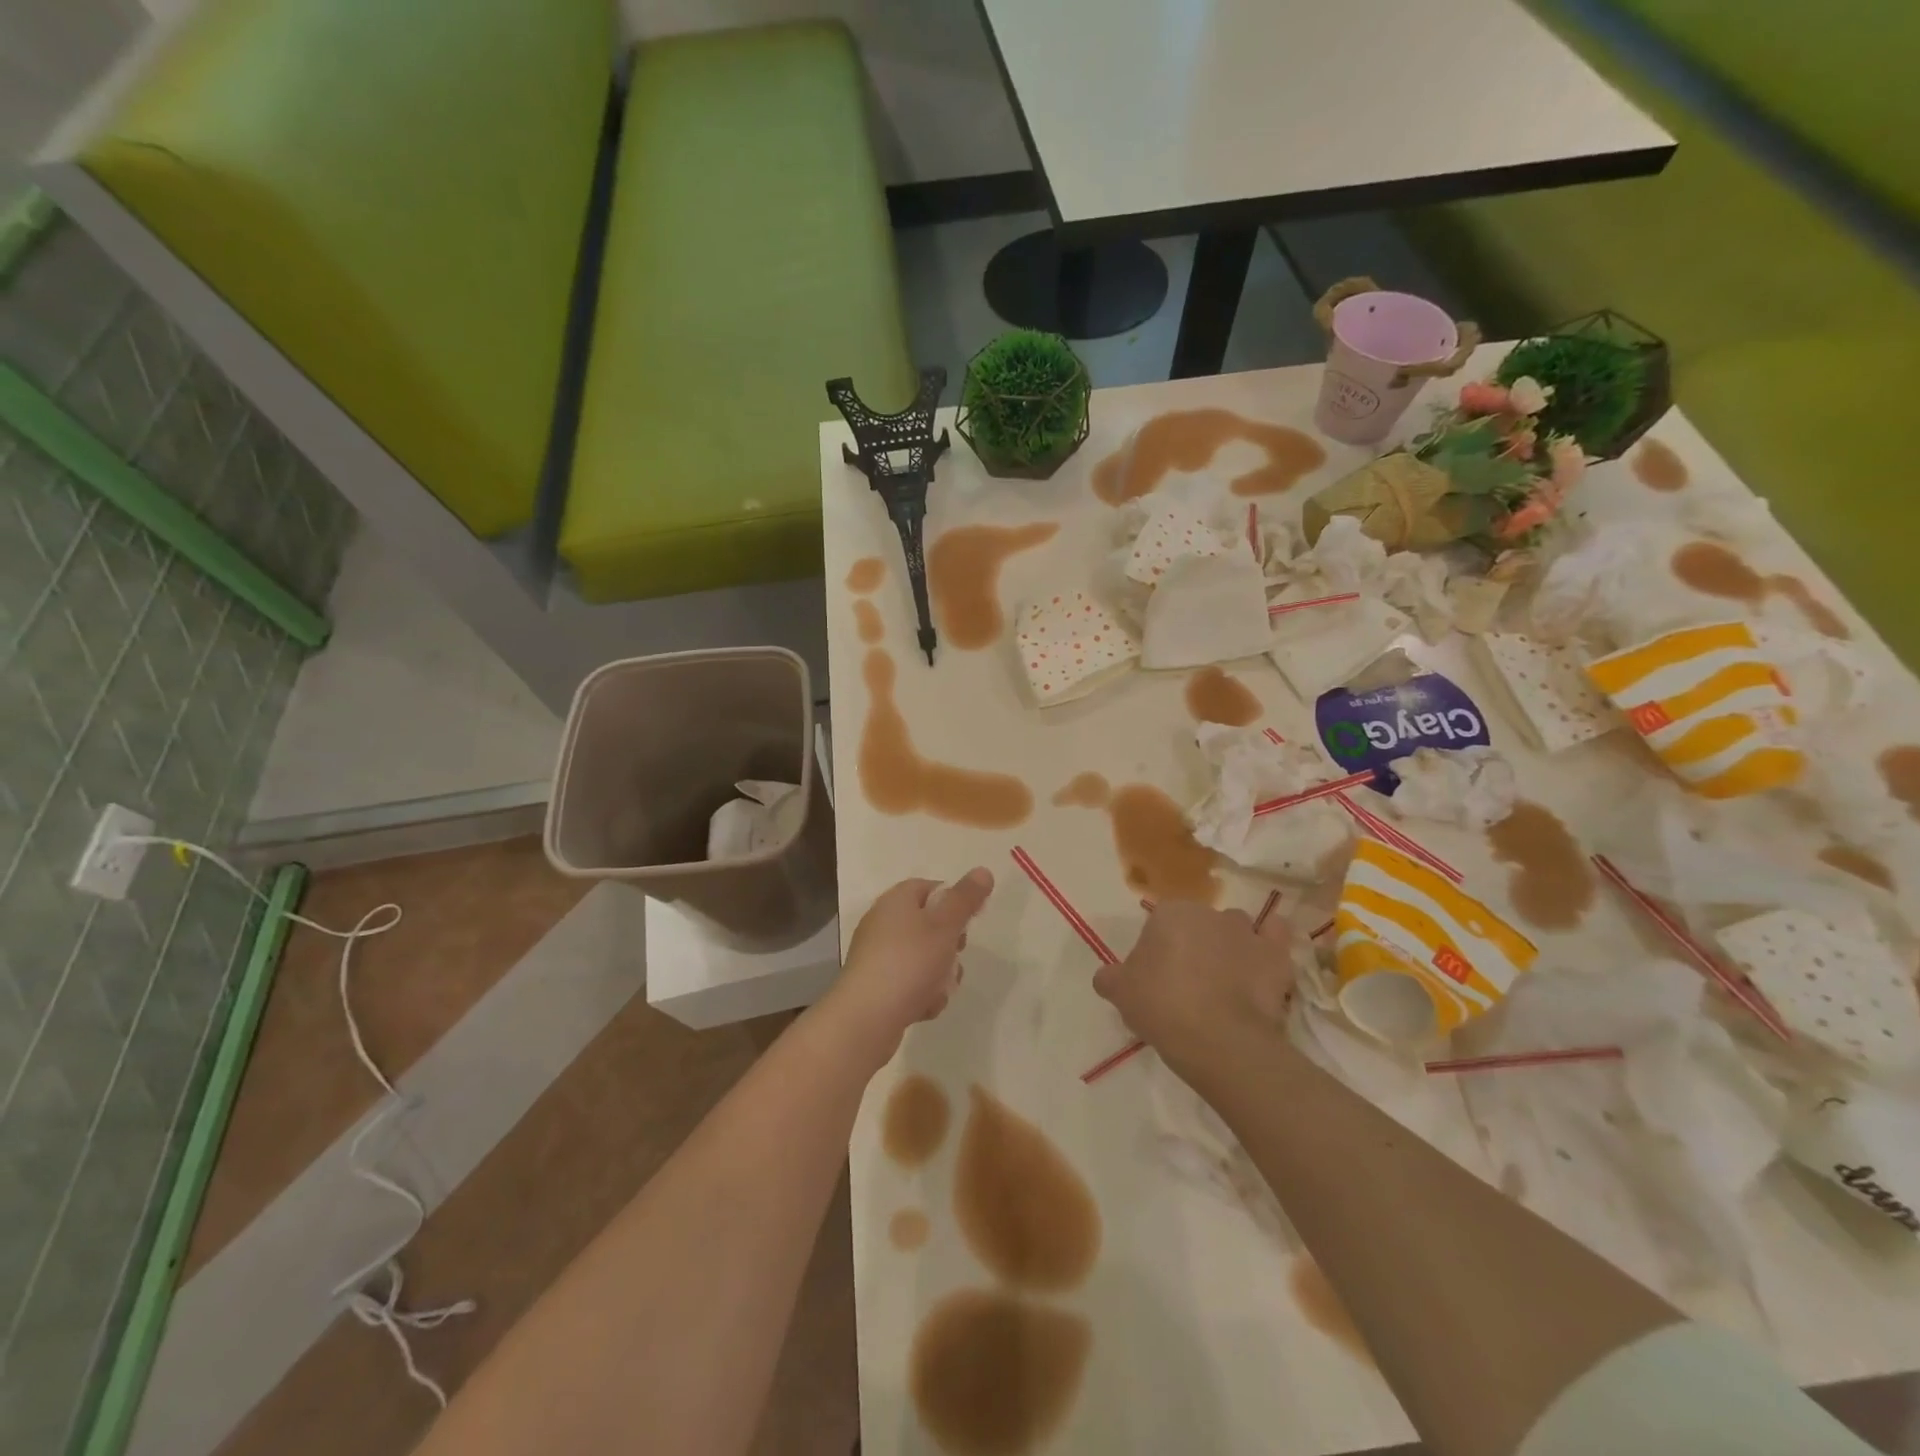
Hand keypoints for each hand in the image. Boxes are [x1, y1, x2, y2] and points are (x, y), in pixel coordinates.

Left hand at [824, 869, 993, 1062]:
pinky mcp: (876, 987)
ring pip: (923, 959)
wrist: (866, 1018)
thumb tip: (983, 871)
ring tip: (940, 989)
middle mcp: (883, 923)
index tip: (970, 921)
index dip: (954, 901)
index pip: (930, 888)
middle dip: (950, 945)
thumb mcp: (945, 926)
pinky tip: (924, 1007)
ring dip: (939, 976)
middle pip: (929, 925)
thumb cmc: (909, 962)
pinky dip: (921, 994)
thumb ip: (966, 899)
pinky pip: (909, 984)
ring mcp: (877, 956)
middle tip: (955, 954)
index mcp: (896, 901)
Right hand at [1093, 901, 1295, 1082]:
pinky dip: (1270, 944)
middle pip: (1198, 925)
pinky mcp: (1277, 956)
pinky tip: (1262, 962)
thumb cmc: (1163, 1006)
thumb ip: (1111, 979)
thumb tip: (1106, 977)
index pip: (1159, 924)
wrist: (1221, 1040)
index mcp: (1170, 913)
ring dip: (1231, 946)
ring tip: (1226, 982)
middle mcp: (1210, 913)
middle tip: (1188, 984)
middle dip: (1194, 945)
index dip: (1157, 951)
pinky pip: (1275, 938)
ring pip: (1236, 930)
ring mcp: (1247, 932)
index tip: (1156, 979)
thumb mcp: (1121, 994)